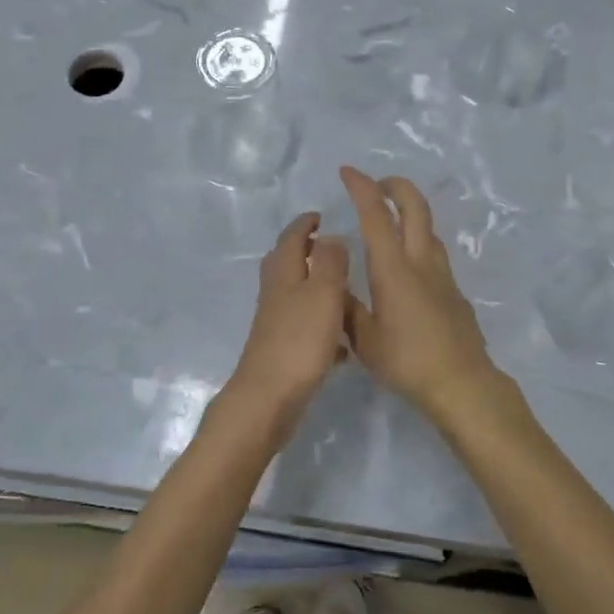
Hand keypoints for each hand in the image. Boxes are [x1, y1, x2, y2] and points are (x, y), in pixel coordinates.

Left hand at [230, 211, 349, 426]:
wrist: (269, 397)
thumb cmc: (300, 339)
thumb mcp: (323, 292)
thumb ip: (330, 261)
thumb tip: (331, 237)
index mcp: (284, 272)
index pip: (291, 237)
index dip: (305, 224)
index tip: (320, 215)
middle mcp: (275, 292)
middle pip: (287, 262)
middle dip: (306, 251)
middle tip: (332, 248)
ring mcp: (276, 322)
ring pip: (296, 294)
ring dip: (315, 287)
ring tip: (344, 290)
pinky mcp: (282, 348)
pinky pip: (304, 326)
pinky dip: (322, 324)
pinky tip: (342, 341)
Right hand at [339, 166, 500, 420]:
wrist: (462, 383)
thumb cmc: (407, 361)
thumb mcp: (364, 339)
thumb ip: (347, 307)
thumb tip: (334, 284)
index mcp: (393, 268)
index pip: (375, 215)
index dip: (361, 187)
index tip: (347, 171)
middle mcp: (420, 261)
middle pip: (415, 206)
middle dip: (395, 185)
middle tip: (376, 185)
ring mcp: (442, 274)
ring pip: (428, 227)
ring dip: (409, 212)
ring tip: (390, 221)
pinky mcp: (454, 289)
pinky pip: (433, 252)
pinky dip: (417, 241)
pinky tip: (407, 267)